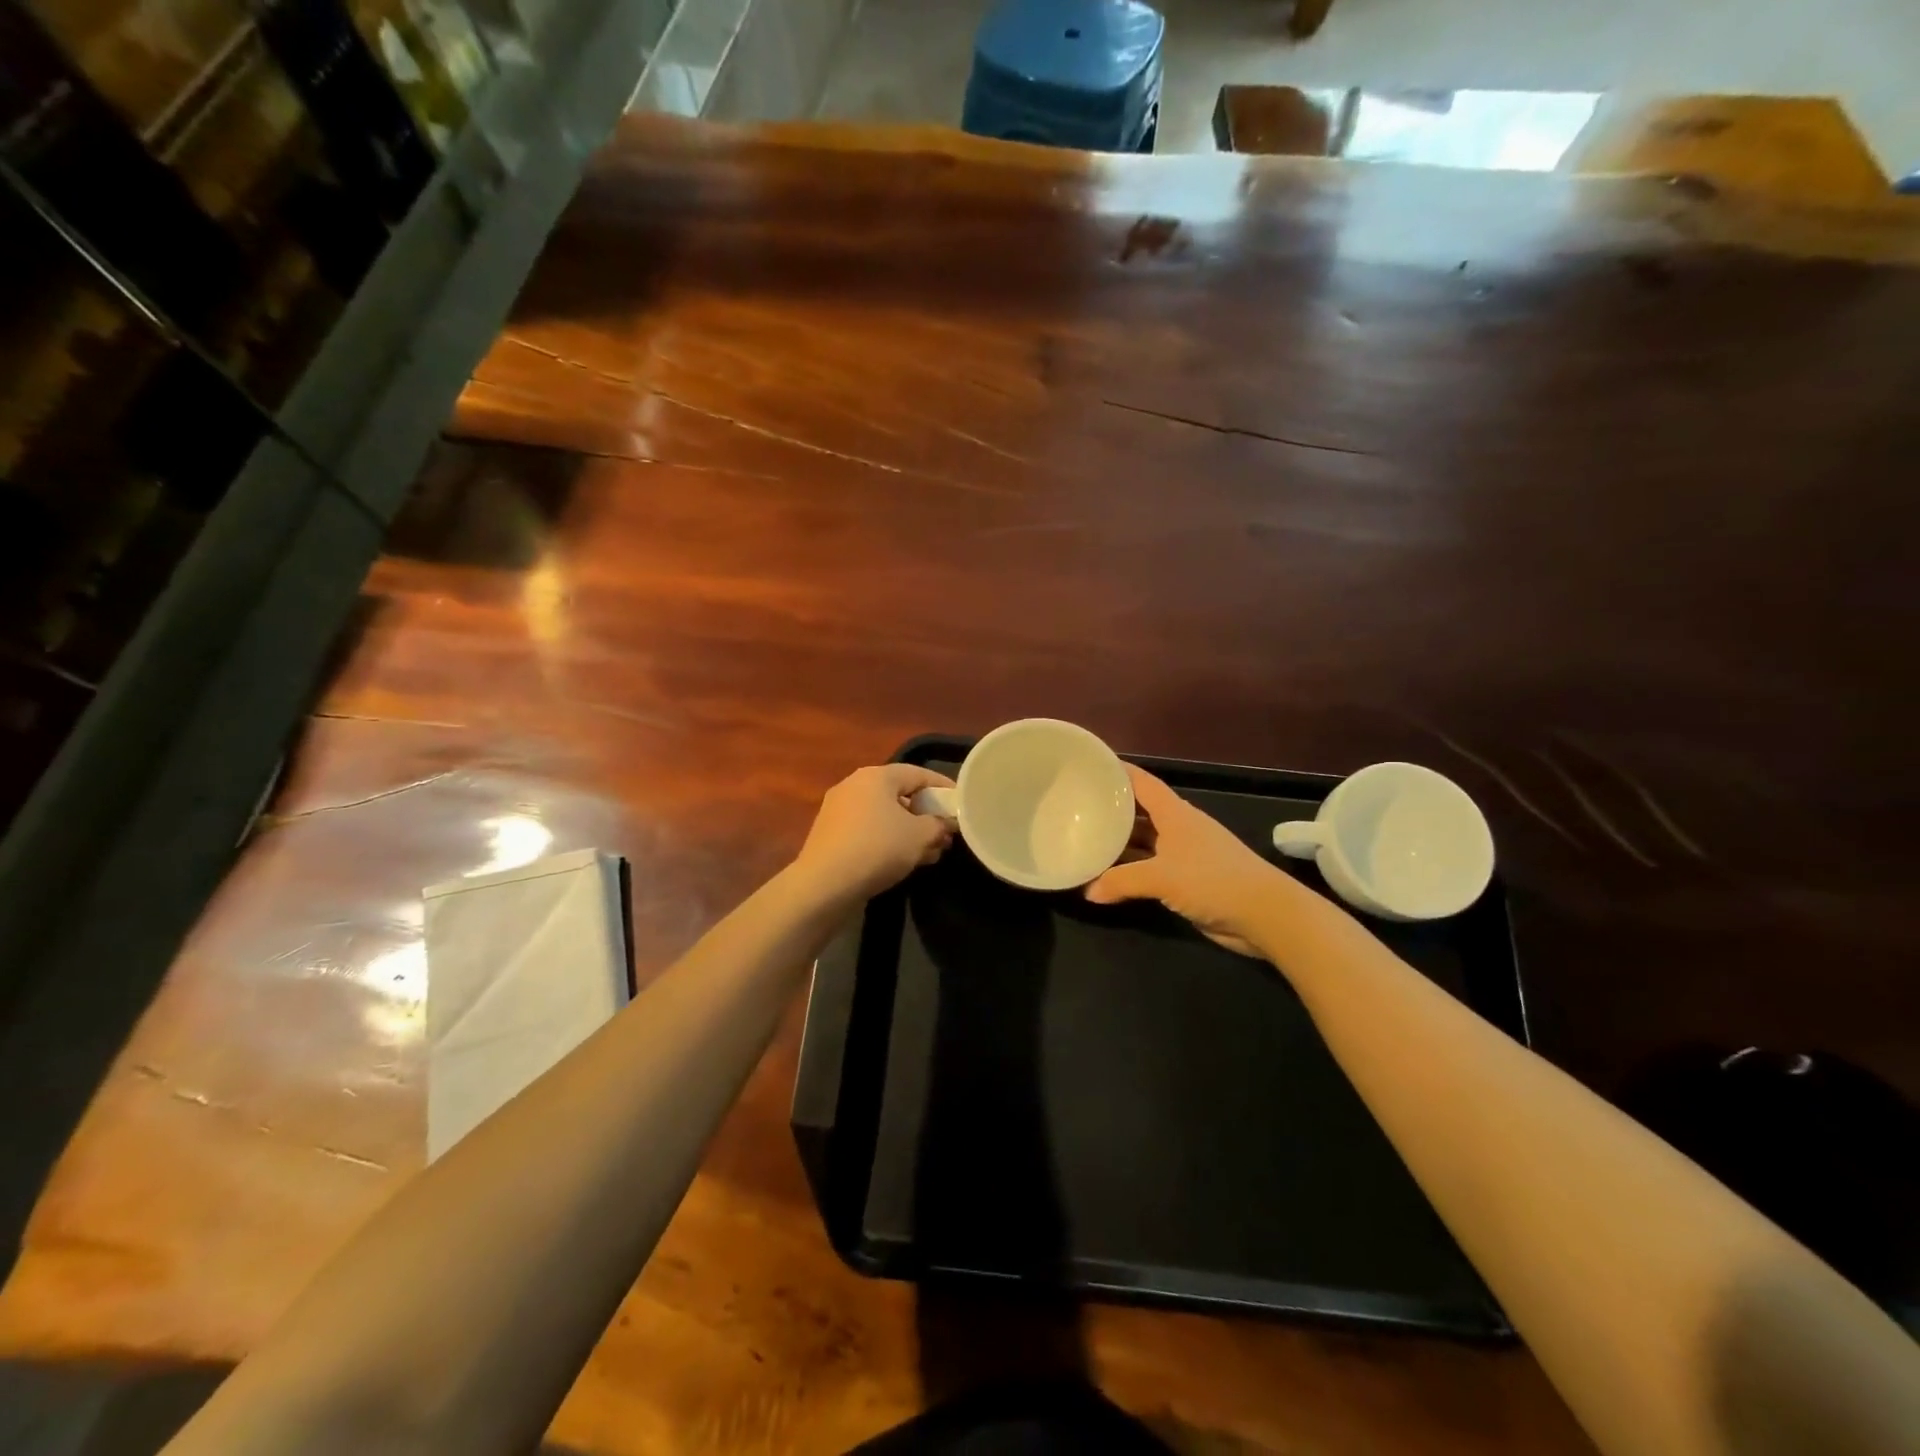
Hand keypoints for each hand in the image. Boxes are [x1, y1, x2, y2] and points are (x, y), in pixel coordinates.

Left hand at [793, 764, 955, 903]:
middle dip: (926, 814)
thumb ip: (939, 825)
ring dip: (909, 830)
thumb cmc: (878, 849)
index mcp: (876, 776)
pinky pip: (869, 830)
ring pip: (885, 815)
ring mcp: (839, 810)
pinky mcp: (830, 834)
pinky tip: (904, 860)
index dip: (944, 787)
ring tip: (931, 852)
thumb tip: (946, 824)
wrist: (824, 885)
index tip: (962, 804)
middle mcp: (855, 785)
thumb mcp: (920, 836)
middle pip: (900, 794)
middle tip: (946, 832)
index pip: (919, 773)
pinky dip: (889, 840)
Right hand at [1086, 765, 1291, 955]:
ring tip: (1085, 841)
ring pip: (1144, 842)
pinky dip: (1131, 871)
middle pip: (1140, 812)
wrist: (1264, 914)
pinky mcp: (1188, 880)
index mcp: (1175, 814)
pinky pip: (1151, 868)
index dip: (1118, 772)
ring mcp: (1185, 854)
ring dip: (1120, 844)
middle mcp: (1178, 828)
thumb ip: (1121, 881)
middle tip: (1077, 808)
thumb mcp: (1160, 877)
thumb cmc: (1212, 880)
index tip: (1091, 766)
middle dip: (1112, 810)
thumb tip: (1088, 891)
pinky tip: (1109, 877)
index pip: (1142, 783)